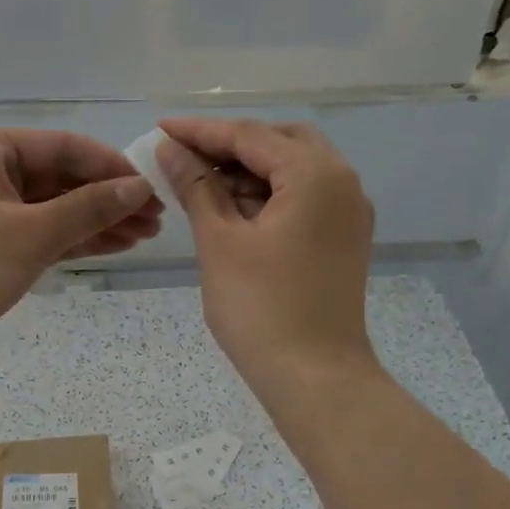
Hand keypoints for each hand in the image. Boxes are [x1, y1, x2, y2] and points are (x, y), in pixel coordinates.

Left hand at [0, 129, 160, 373]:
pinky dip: (80, 240)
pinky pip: (48, 234)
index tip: (152, 188)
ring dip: (100, 220)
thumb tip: (139, 188)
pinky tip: (118, 245)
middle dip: (109, 198)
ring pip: (59, 209)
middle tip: (156, 217)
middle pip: (64, 178)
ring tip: (147, 234)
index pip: (64, 148)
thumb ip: (88, 208)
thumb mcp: (30, 233)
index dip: (111, 167)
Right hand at [156, 117, 375, 394]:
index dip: (201, 132)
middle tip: (185, 158)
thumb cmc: (261, 309)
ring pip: (294, 170)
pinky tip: (233, 211)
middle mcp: (342, 182)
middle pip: (280, 143)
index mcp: (315, 174)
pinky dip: (269, 196)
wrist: (315, 378)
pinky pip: (304, 198)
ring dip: (249, 171)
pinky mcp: (343, 239)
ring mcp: (348, 213)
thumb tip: (171, 149)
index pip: (250, 135)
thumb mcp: (219, 242)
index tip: (161, 129)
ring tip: (201, 187)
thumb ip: (196, 187)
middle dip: (231, 146)